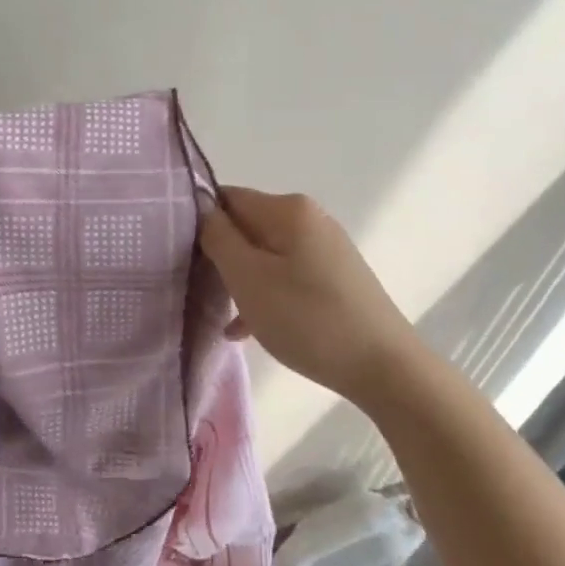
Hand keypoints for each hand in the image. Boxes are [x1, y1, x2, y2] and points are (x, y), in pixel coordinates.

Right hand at [200, 186, 417, 401]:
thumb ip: (218, 238)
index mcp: (288, 209)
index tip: (180, 256)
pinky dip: (264, 296)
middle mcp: (310, 219)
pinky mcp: (334, 278)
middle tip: (199, 289)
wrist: (384, 367)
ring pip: (263, 256)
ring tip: (222, 315)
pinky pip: (285, 276)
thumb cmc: (307, 318)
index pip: (226, 198)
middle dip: (220, 256)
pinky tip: (246, 330)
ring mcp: (325, 249)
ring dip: (240, 281)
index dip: (199, 223)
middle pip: (246, 227)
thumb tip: (204, 211)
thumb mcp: (248, 278)